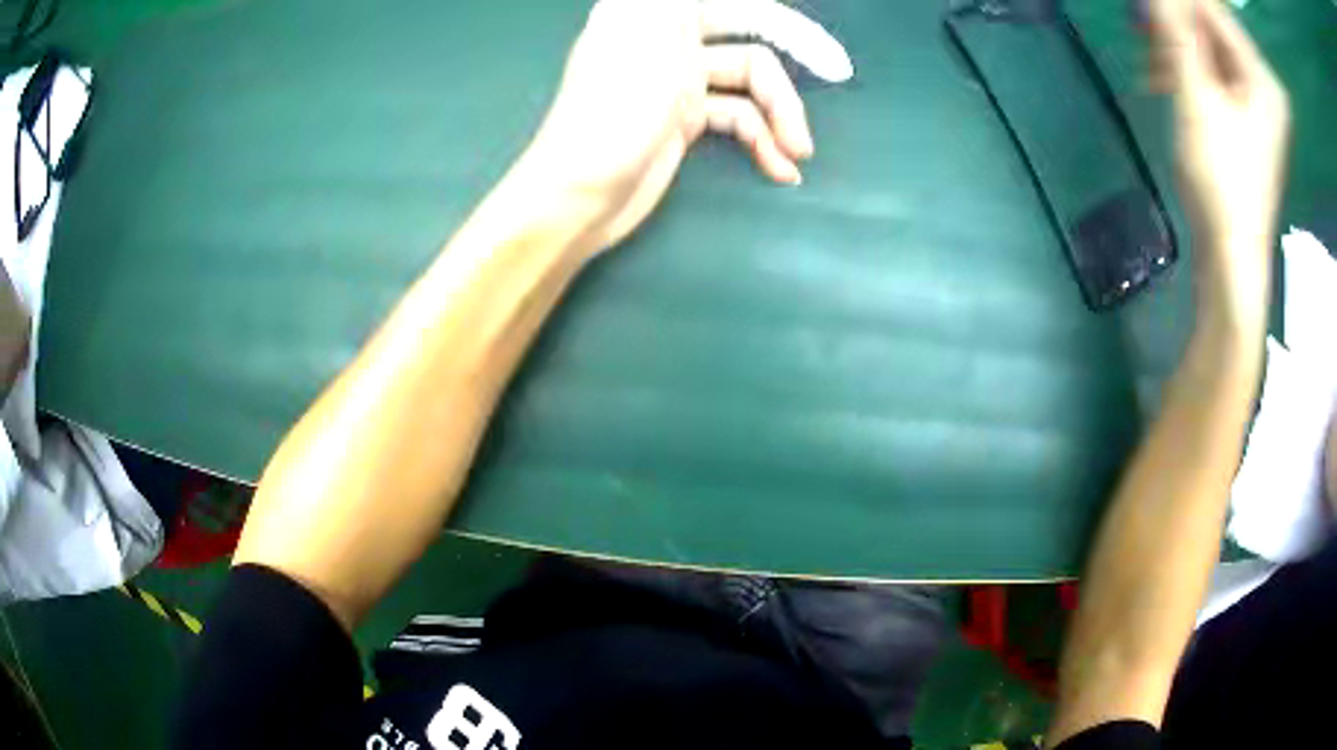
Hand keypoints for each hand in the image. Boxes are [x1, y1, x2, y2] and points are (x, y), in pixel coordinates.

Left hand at [513, 0, 851, 252]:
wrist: (578, 198)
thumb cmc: (610, 115)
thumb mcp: (647, 35)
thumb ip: (681, 5)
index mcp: (654, 10)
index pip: (732, 2)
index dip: (778, 16)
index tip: (820, 36)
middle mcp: (669, 36)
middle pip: (747, 35)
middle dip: (789, 55)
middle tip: (838, 72)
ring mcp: (679, 80)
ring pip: (750, 83)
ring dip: (779, 115)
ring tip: (797, 155)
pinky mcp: (684, 120)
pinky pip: (738, 119)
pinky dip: (761, 141)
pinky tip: (779, 170)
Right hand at [1148, 0, 1289, 311]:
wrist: (1232, 252)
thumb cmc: (1221, 179)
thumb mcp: (1195, 96)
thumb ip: (1175, 31)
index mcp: (1262, 76)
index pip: (1213, 9)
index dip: (1178, 4)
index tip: (1147, 13)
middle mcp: (1264, 82)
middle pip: (1212, 26)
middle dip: (1175, 27)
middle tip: (1145, 39)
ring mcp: (1258, 100)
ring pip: (1208, 46)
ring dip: (1176, 49)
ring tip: (1152, 72)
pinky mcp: (1247, 114)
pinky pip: (1213, 70)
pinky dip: (1187, 69)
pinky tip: (1166, 82)